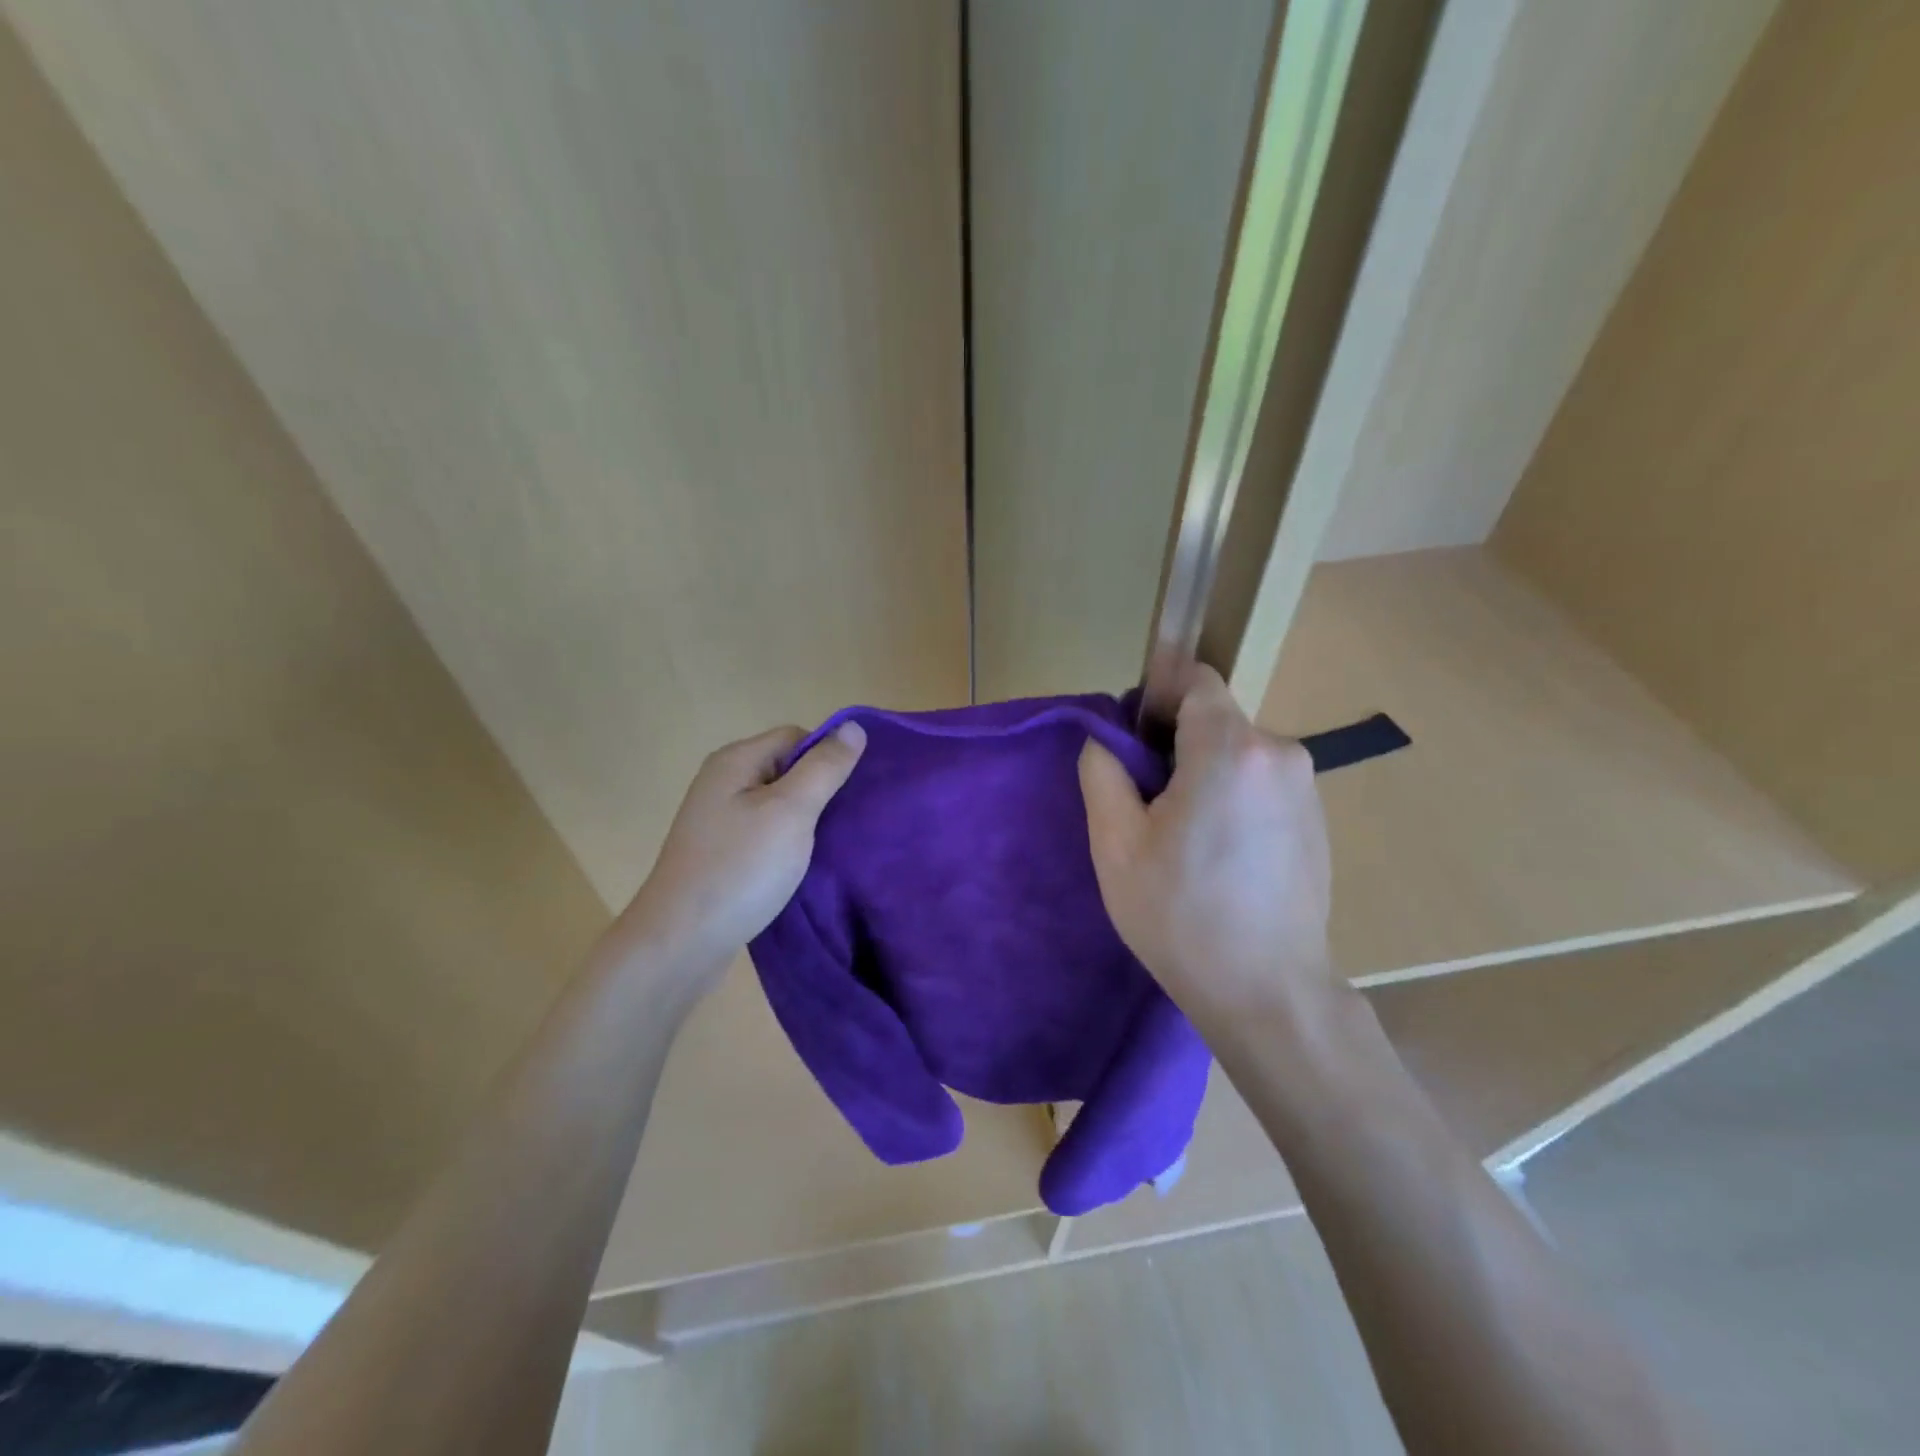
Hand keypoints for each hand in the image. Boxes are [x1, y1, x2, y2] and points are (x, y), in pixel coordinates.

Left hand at [621, 721, 866, 984]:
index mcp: (735, 761)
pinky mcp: (721, 854)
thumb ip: (824, 768)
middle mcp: (722, 783)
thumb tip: (853, 726)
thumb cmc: (740, 869)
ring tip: (828, 847)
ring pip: (777, 805)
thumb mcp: (791, 811)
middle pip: (786, 769)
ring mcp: (718, 821)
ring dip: (805, 822)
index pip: (796, 737)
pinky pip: (765, 834)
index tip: (847, 795)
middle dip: (819, 791)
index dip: (826, 757)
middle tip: (845, 822)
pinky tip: (802, 867)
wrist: (681, 943)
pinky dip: (787, 845)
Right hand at [1079, 666, 1336, 1020]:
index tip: (1135, 747)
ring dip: (1205, 775)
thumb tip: (1106, 740)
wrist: (1268, 992)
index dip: (1157, 699)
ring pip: (1237, 753)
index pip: (1195, 680)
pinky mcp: (1317, 817)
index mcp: (1231, 749)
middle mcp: (1280, 753)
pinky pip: (1261, 782)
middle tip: (1149, 810)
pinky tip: (1222, 856)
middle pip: (1214, 720)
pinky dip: (1234, 798)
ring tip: (1185, 841)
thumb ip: (1102, 772)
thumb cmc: (1181, 916)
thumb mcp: (1116, 845)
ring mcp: (1306, 786)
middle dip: (1176, 747)